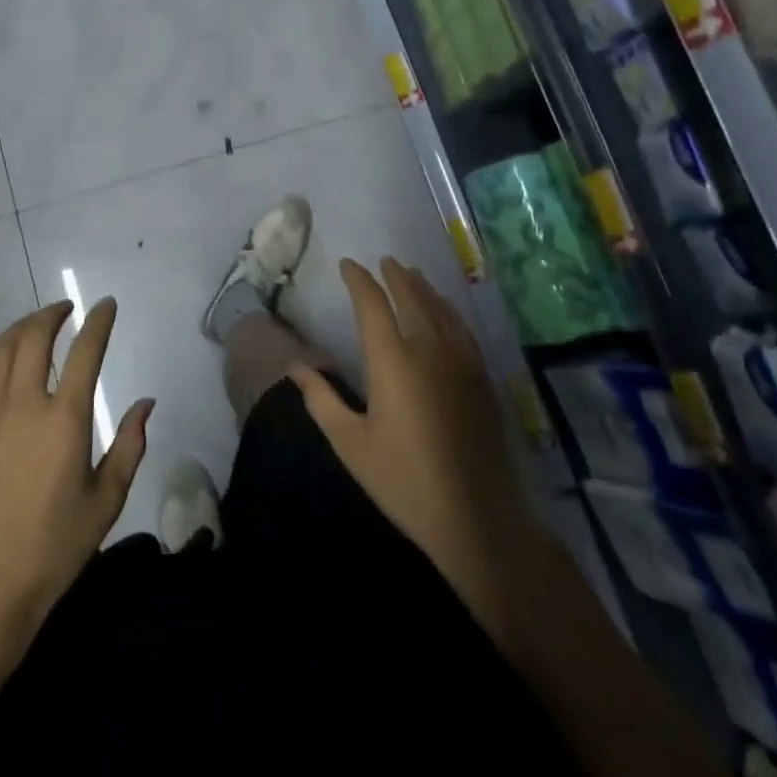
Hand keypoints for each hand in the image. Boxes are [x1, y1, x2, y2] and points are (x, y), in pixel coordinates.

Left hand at [0, 299, 152, 647]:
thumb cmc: (53, 548)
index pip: (85, 352)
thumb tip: (146, 403)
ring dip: (20, 328)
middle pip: (34, 338)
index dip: (98, 322)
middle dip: (52, 315)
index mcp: (64, 420)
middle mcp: (21, 405)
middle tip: (66, 310)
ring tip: (34, 325)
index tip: (106, 304)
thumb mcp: (106, 500)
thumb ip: (129, 445)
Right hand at [294, 258, 535, 634]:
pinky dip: (448, 310)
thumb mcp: (350, 443)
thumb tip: (295, 366)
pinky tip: (445, 311)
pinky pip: (462, 328)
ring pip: (439, 308)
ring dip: (422, 287)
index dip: (359, 280)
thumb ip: (320, 399)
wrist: (475, 515)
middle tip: (384, 261)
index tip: (348, 265)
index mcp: (391, 360)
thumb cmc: (403, 480)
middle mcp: (427, 348)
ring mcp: (460, 360)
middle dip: (394, 276)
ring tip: (411, 274)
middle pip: (410, 297)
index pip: (372, 304)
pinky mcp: (481, 377)